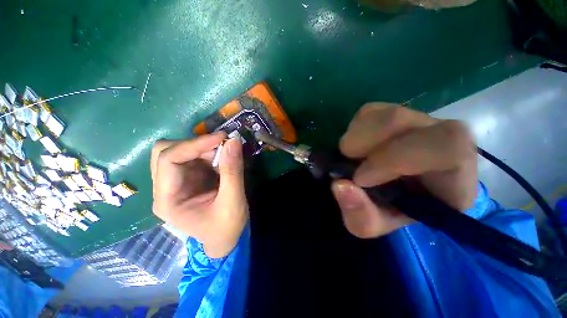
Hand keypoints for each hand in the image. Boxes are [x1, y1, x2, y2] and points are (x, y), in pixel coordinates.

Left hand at [151, 132, 247, 257]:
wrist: (225, 239)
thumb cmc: (226, 227)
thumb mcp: (233, 201)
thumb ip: (233, 171)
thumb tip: (234, 140)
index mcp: (167, 200)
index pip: (168, 160)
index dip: (194, 144)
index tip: (222, 137)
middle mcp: (165, 189)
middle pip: (166, 152)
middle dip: (196, 145)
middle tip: (222, 146)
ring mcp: (175, 183)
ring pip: (180, 151)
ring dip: (204, 148)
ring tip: (226, 155)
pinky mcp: (188, 179)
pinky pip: (193, 157)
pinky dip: (209, 154)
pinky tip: (223, 161)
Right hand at [331, 103, 476, 237]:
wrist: (397, 192)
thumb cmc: (393, 211)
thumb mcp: (374, 225)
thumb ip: (361, 215)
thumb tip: (339, 185)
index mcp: (455, 172)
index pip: (446, 146)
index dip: (395, 158)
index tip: (360, 178)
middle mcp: (441, 137)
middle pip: (399, 120)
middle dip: (364, 144)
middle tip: (350, 164)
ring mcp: (418, 120)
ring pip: (381, 114)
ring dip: (355, 138)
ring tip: (352, 157)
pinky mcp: (394, 112)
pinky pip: (369, 112)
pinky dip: (354, 130)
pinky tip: (358, 147)